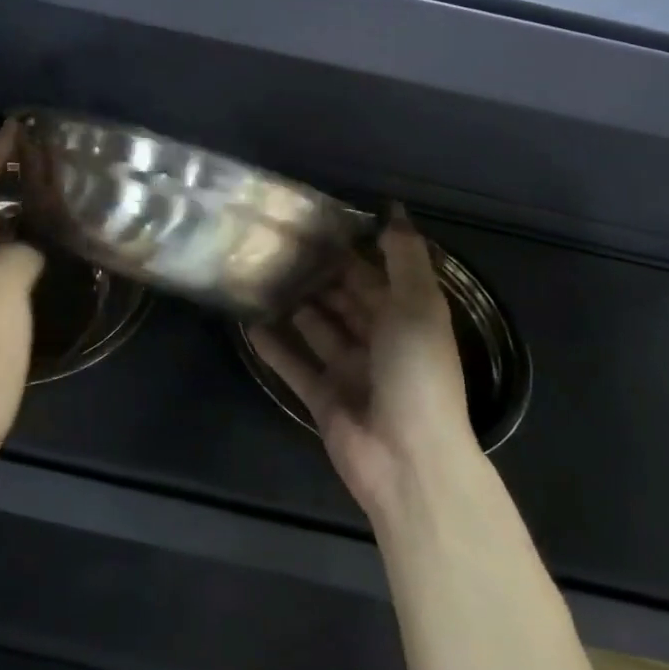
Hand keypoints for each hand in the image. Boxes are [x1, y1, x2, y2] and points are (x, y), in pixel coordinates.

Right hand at [250, 208, 477, 523]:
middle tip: (276, 244)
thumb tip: (393, 209)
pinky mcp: (323, 397)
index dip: (349, 249)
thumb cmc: (417, 372)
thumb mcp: (419, 304)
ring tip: (258, 274)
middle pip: (343, 299)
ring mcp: (349, 370)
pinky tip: (249, 323)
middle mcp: (379, 340)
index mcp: (406, 317)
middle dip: (316, 274)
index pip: (374, 274)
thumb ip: (404, 256)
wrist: (408, 460)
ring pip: (317, 328)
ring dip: (293, 305)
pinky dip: (275, 346)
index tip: (313, 221)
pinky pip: (294, 364)